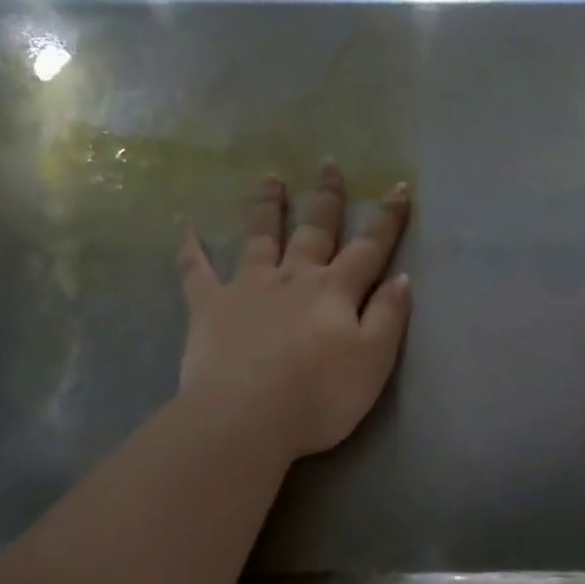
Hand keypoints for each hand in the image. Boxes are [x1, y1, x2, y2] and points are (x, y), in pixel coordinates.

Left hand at [178, 165, 412, 462]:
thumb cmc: (319, 396)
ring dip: (267, 207)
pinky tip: (182, 222)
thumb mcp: (373, 361)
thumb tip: (402, 278)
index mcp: (335, 291)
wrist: (246, 418)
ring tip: (270, 178)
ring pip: (259, 237)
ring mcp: (247, 288)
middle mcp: (292, 278)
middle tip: (329, 165)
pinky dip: (189, 246)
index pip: (368, 248)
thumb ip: (388, 317)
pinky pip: (195, 269)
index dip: (386, 220)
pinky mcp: (208, 307)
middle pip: (314, 231)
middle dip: (325, 199)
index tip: (399, 187)